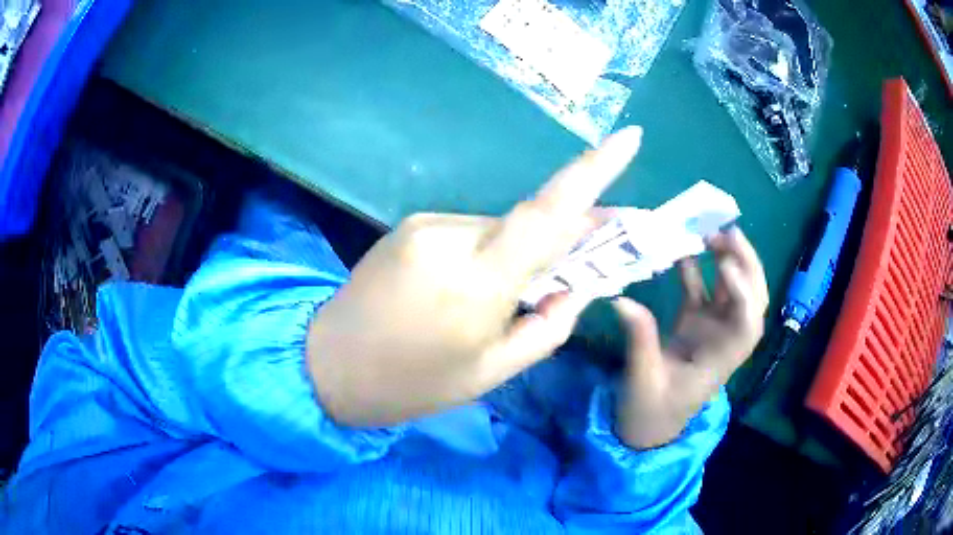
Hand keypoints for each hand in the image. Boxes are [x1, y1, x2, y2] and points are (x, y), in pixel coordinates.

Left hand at [306, 127, 642, 426]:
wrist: (327, 366)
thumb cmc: (411, 383)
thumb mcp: (491, 372)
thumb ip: (546, 327)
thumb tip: (575, 289)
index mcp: (477, 281)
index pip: (547, 213)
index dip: (594, 171)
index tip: (629, 137)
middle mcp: (451, 236)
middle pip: (528, 224)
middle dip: (560, 240)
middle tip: (577, 267)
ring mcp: (425, 224)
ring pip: (497, 230)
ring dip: (515, 255)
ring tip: (496, 301)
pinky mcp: (410, 225)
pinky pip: (467, 233)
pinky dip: (485, 254)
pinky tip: (464, 290)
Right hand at [612, 228, 767, 448]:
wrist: (648, 427)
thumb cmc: (650, 413)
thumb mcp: (643, 381)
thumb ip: (639, 341)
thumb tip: (621, 300)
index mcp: (721, 360)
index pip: (747, 325)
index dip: (743, 294)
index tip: (725, 267)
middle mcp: (725, 339)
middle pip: (752, 299)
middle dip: (747, 265)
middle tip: (728, 232)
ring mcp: (711, 329)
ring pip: (732, 290)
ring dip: (727, 260)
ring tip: (709, 231)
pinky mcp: (695, 323)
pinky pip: (702, 290)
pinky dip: (697, 269)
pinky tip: (682, 249)